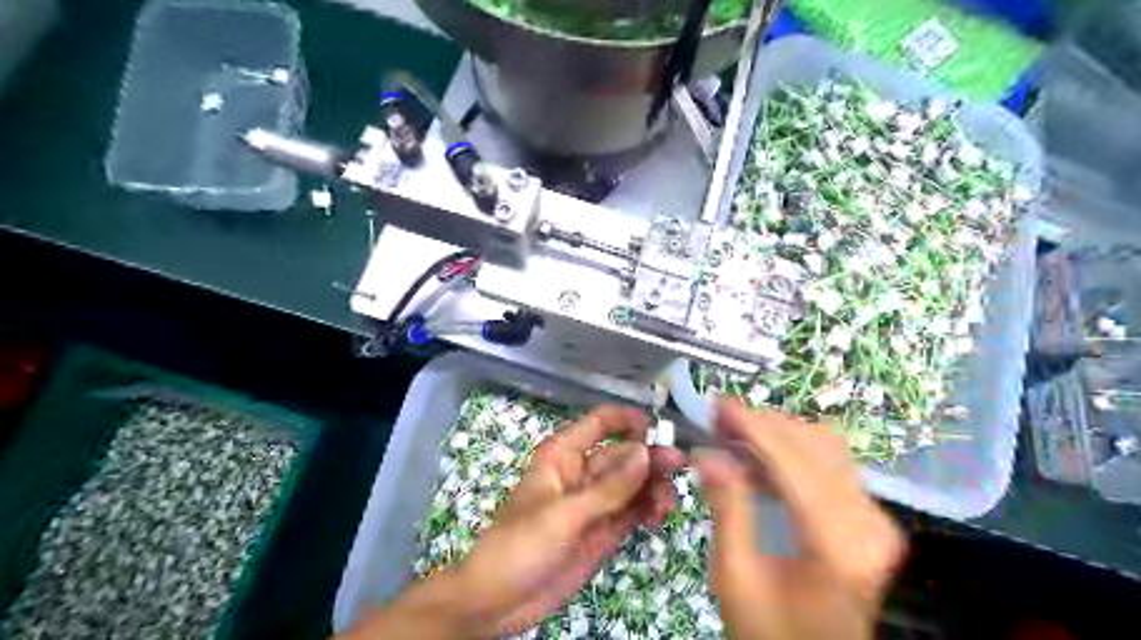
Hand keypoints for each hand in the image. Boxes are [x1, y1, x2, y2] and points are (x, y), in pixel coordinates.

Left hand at [346, 408, 685, 638]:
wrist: (498, 601)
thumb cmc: (520, 546)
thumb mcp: (564, 515)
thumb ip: (608, 488)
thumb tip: (646, 452)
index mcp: (564, 455)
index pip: (600, 423)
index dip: (628, 420)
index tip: (658, 428)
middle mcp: (583, 473)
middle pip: (624, 454)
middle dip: (650, 458)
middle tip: (678, 468)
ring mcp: (596, 503)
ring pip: (634, 483)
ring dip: (654, 486)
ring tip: (666, 504)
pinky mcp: (604, 530)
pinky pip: (633, 510)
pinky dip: (649, 509)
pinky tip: (659, 516)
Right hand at [691, 399, 906, 639]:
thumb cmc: (771, 632)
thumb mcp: (736, 577)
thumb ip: (727, 509)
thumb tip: (707, 454)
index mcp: (839, 545)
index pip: (795, 463)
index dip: (754, 426)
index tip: (718, 403)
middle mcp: (868, 523)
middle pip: (816, 445)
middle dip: (763, 423)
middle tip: (718, 419)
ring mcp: (873, 518)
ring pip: (824, 446)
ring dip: (776, 432)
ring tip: (733, 432)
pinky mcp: (866, 517)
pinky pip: (828, 463)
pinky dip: (789, 450)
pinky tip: (756, 455)